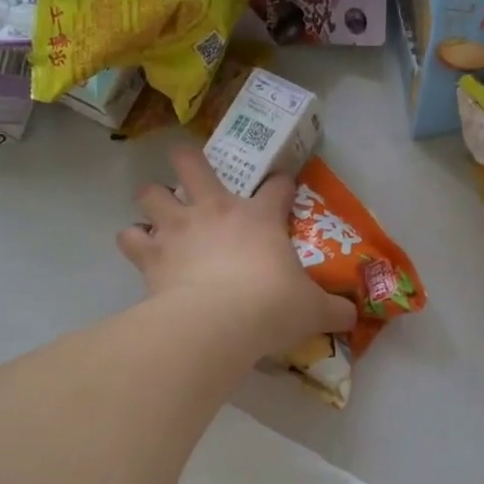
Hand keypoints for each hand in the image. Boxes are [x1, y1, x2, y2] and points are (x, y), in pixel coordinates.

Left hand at [119, 145, 357, 357]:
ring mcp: (178, 227)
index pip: (277, 187)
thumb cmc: (271, 306)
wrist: (219, 322)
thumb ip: (334, 309)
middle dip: (189, 161)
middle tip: (191, 174)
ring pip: (151, 192)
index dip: (282, 185)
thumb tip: (354, 315)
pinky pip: (130, 237)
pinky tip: (141, 251)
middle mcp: (214, 210)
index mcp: (259, 217)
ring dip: (153, 199)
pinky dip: (134, 241)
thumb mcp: (313, 310)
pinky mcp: (151, 253)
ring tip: (158, 216)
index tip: (284, 190)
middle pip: (192, 163)